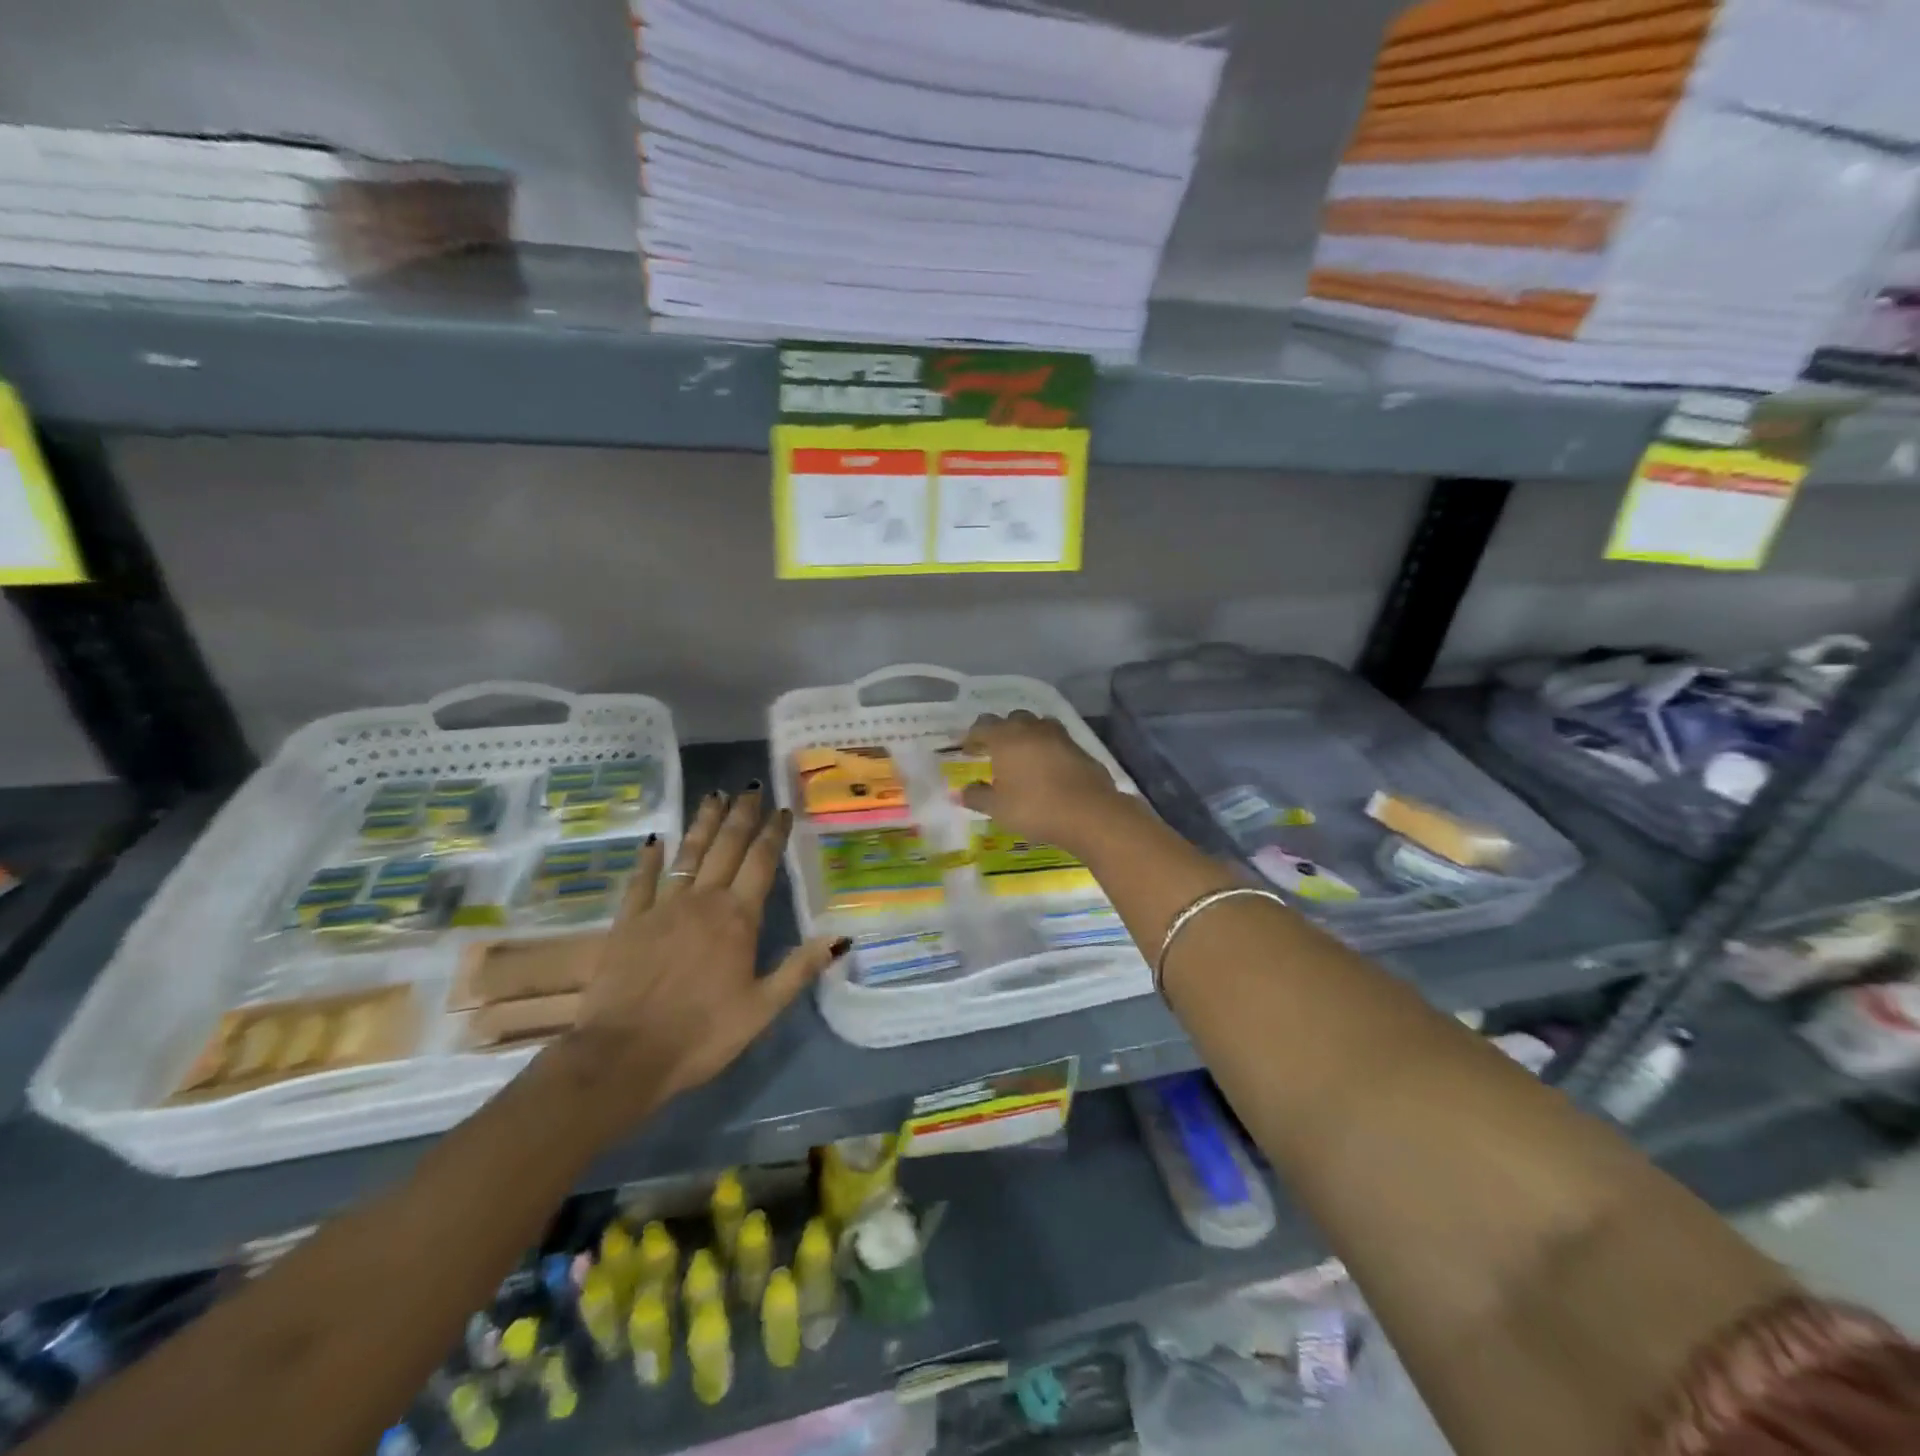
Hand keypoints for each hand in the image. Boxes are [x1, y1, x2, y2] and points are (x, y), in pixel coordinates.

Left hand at [558, 788, 847, 1127]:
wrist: (624, 1055)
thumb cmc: (702, 1034)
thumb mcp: (762, 1008)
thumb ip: (799, 968)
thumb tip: (841, 937)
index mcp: (738, 919)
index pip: (761, 863)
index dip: (773, 834)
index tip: (782, 810)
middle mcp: (703, 901)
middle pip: (726, 847)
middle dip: (741, 816)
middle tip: (751, 789)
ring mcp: (662, 907)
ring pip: (687, 854)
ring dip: (703, 823)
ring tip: (714, 795)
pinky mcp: (628, 921)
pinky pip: (641, 880)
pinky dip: (649, 858)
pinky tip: (654, 839)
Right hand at [960, 711, 1130, 852]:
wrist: (1089, 813)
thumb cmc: (1035, 808)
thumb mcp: (998, 808)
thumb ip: (977, 797)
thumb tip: (960, 792)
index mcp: (1006, 738)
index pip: (982, 726)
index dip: (972, 737)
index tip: (967, 751)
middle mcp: (1032, 729)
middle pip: (1012, 719)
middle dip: (1001, 731)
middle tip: (995, 751)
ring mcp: (1059, 736)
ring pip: (1038, 725)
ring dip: (1027, 735)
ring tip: (1023, 755)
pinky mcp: (1080, 748)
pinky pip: (1057, 741)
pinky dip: (1048, 748)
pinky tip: (1048, 767)